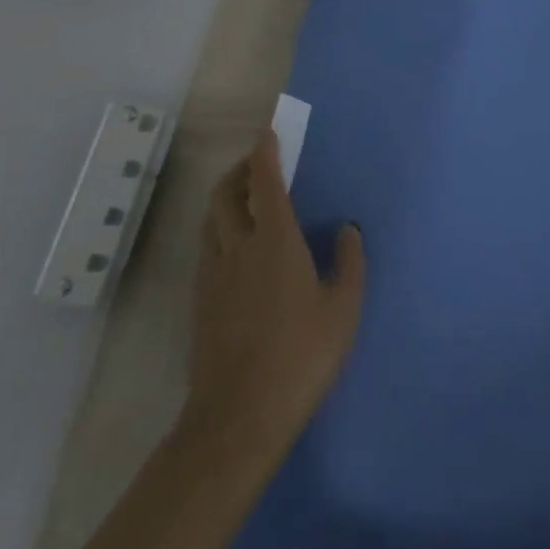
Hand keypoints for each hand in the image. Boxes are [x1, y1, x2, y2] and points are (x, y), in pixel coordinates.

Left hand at [182, 130, 365, 467]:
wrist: (239, 414)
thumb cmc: (301, 356)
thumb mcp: (343, 309)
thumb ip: (349, 262)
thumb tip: (347, 229)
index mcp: (275, 242)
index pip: (264, 184)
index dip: (265, 154)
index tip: (267, 134)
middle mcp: (237, 248)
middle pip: (225, 194)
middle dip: (239, 170)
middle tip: (257, 163)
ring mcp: (213, 274)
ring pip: (210, 219)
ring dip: (224, 197)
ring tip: (243, 197)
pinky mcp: (200, 299)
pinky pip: (206, 245)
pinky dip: (218, 226)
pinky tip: (234, 244)